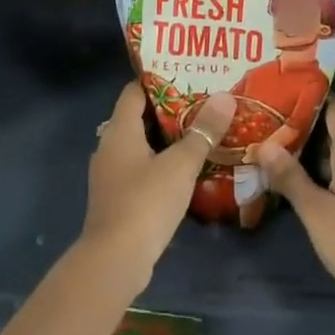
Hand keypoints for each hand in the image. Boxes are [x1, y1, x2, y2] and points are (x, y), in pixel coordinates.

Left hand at [78, 82, 209, 291]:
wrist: (115, 261)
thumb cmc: (146, 202)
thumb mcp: (181, 164)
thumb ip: (203, 131)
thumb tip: (225, 97)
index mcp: (119, 130)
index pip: (134, 91)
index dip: (158, 79)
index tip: (187, 73)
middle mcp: (109, 146)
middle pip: (138, 117)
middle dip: (169, 109)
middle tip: (203, 101)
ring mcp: (111, 174)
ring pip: (140, 145)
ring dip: (166, 139)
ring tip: (200, 131)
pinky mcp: (117, 198)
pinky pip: (141, 169)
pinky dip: (160, 163)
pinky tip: (186, 169)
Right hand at [252, 98, 334, 308]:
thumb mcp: (315, 211)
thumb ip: (290, 177)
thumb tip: (264, 144)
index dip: (317, 97)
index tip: (288, 92)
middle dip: (308, 129)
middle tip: (273, 127)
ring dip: (315, 156)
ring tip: (281, 156)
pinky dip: (327, 176)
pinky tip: (307, 189)